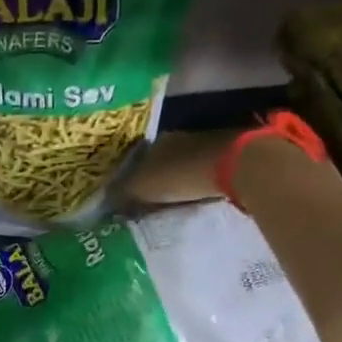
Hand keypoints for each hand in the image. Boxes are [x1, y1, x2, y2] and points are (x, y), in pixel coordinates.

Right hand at [120, 129, 242, 206]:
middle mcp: (179, 137)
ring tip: (173, 199)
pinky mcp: (228, 153)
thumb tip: (105, 204)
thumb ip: (123, 195)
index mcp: (156, 140)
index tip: (127, 194)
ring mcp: (205, 142)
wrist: (236, 165)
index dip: (131, 176)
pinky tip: (198, 194)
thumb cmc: (182, 174)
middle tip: (149, 199)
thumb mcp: (144, 188)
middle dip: (156, 176)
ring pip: (184, 163)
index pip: (137, 158)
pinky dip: (199, 181)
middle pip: (162, 159)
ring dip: (179, 178)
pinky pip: (205, 170)